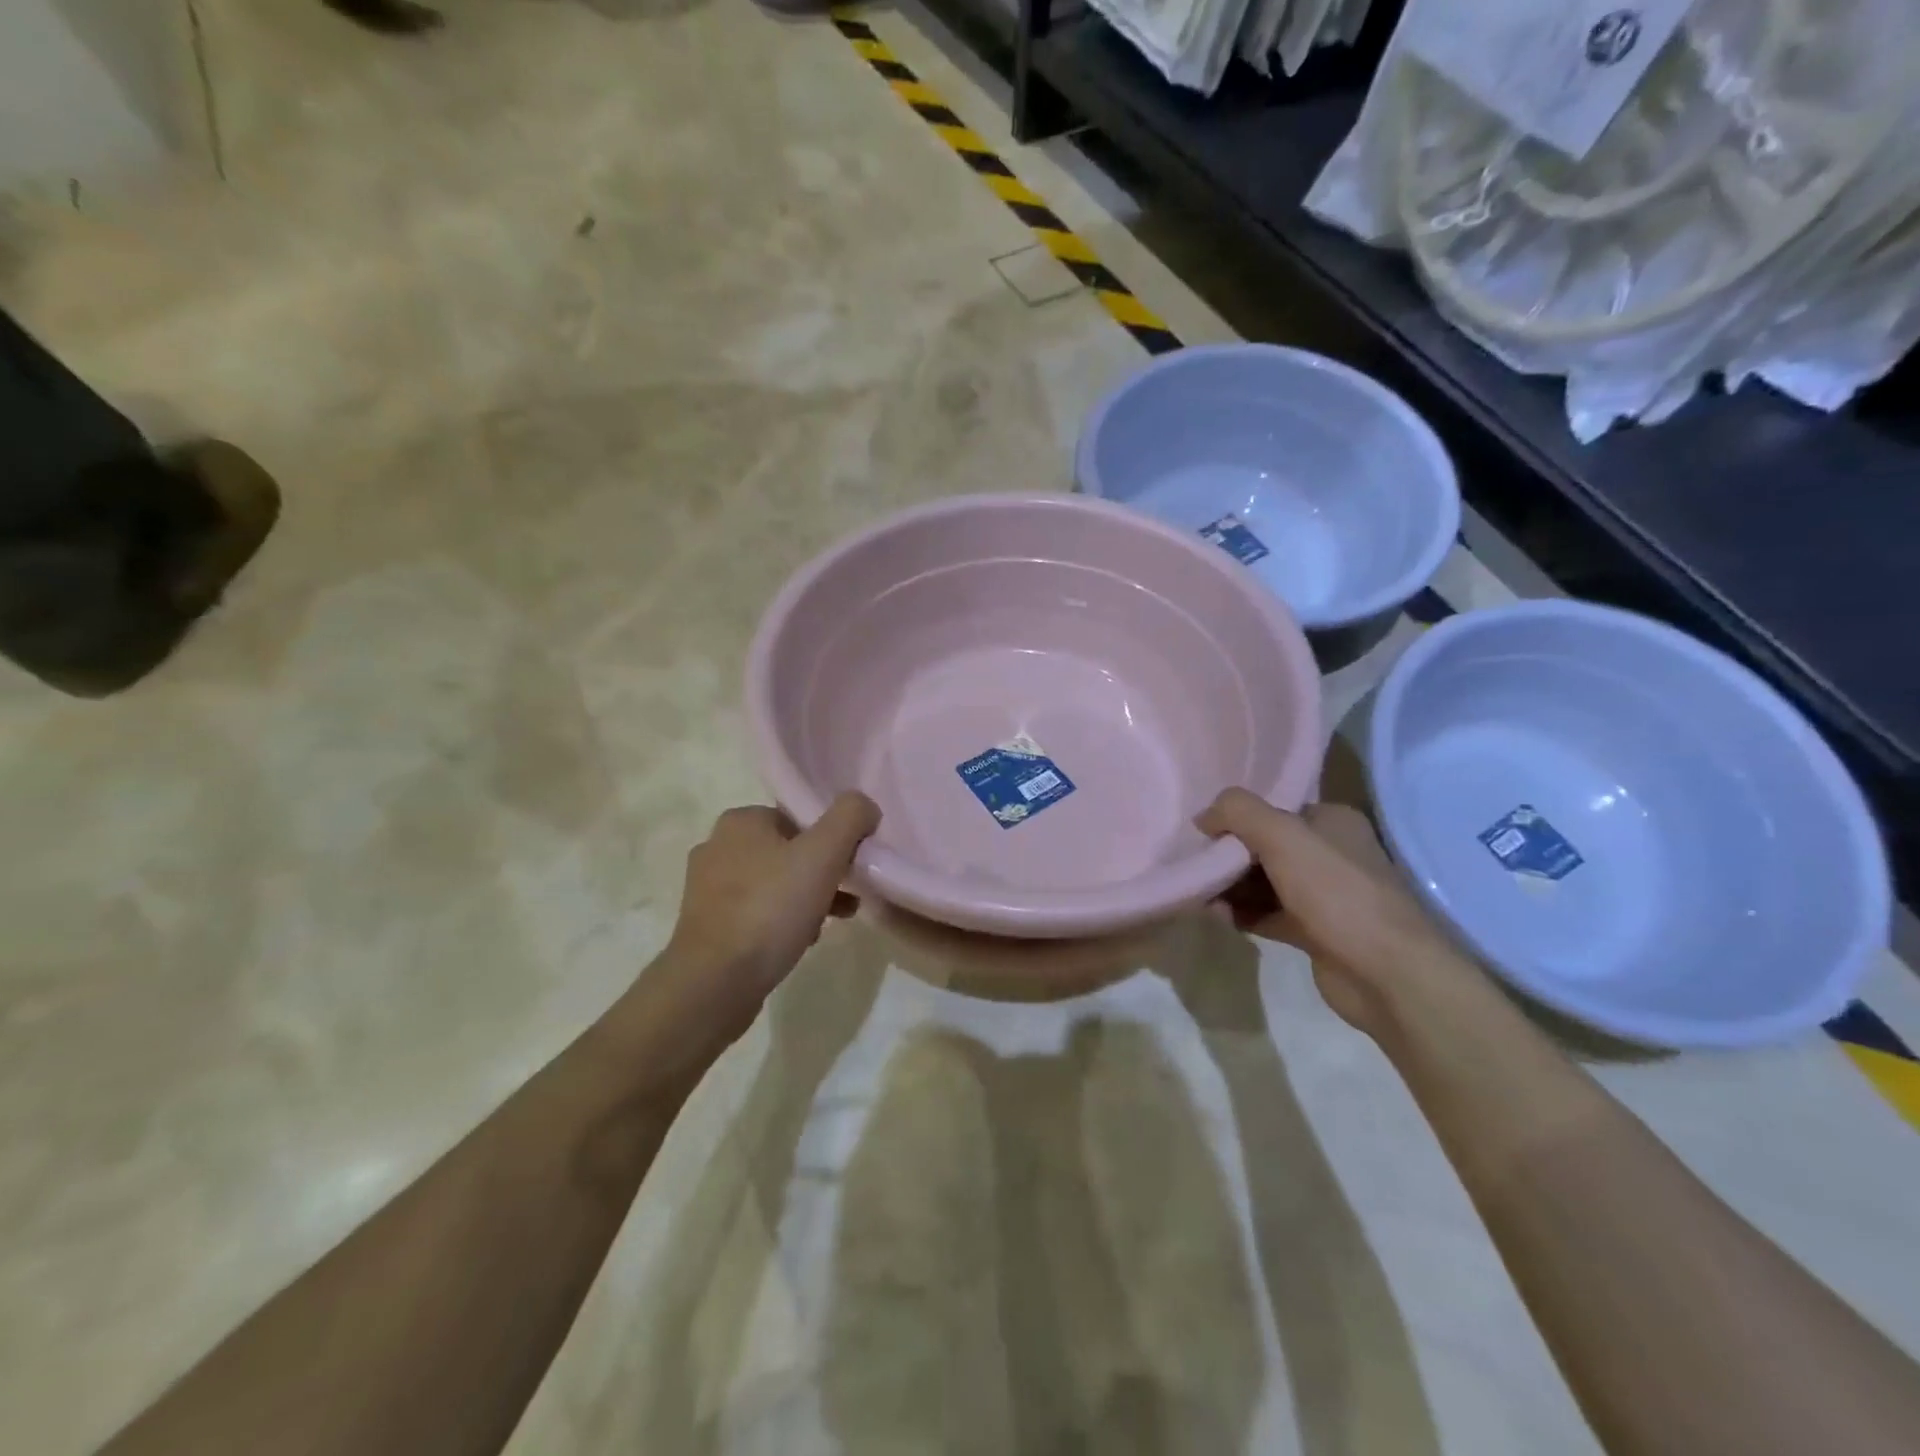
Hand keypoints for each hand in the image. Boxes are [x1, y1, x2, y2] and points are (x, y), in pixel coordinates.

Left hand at [658, 794, 880, 1047]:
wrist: (715, 982)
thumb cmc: (771, 909)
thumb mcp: (823, 854)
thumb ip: (850, 818)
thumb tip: (865, 806)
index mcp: (740, 821)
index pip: (799, 818)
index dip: (832, 840)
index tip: (852, 868)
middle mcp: (717, 846)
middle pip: (788, 851)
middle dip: (822, 873)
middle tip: (847, 897)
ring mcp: (706, 888)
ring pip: (774, 883)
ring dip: (806, 898)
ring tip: (831, 922)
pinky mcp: (706, 924)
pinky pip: (756, 912)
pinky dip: (781, 920)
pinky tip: (801, 941)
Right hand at [1197, 789, 1470, 1037]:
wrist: (1385, 974)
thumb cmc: (1336, 893)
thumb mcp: (1282, 836)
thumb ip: (1238, 812)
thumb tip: (1204, 816)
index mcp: (1332, 822)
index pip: (1273, 808)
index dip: (1236, 818)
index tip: (1202, 832)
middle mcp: (1330, 853)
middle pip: (1264, 845)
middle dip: (1228, 855)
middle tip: (1196, 865)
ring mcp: (1323, 895)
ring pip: (1263, 881)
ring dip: (1231, 886)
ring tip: (1199, 893)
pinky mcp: (1313, 931)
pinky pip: (1267, 914)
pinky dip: (1242, 913)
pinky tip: (1217, 916)